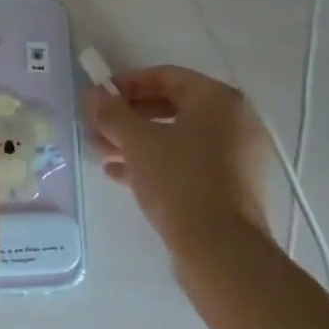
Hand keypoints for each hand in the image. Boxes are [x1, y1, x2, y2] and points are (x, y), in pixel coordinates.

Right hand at [85, 65, 275, 250]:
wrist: (222, 252)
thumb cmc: (180, 181)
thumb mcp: (138, 141)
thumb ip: (112, 113)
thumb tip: (92, 94)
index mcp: (219, 100)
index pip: (168, 76)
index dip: (129, 82)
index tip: (100, 95)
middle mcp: (235, 123)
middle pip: (172, 107)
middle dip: (129, 117)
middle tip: (97, 126)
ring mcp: (236, 158)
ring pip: (177, 138)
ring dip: (137, 142)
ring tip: (101, 151)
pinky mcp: (230, 189)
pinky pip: (187, 164)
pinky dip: (155, 163)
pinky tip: (118, 174)